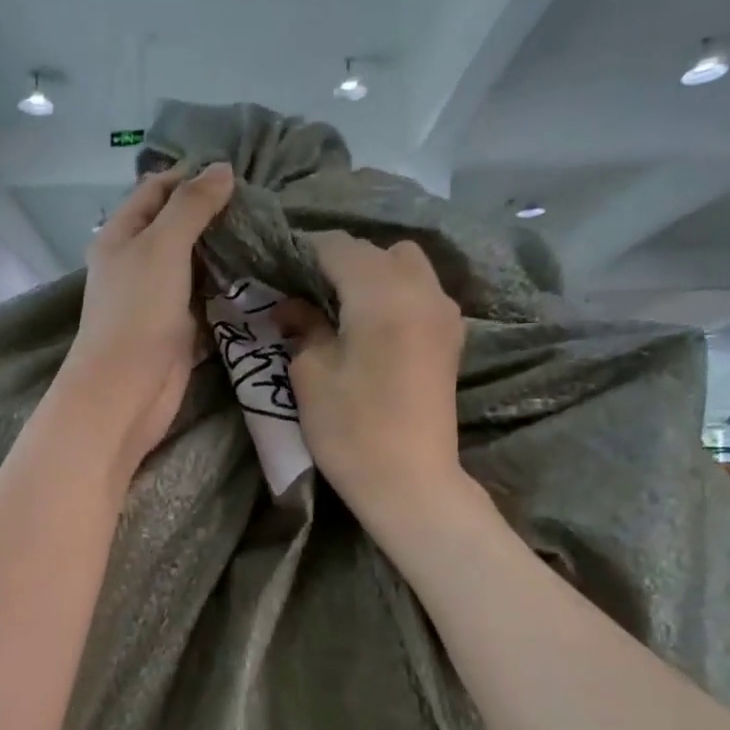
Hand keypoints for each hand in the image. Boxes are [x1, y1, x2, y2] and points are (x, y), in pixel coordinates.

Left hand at [58, 163, 235, 477]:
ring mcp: (157, 299)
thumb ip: (191, 206)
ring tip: (268, 232)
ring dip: (225, 253)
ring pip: (195, 266)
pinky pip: (205, 301)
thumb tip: (222, 168)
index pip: (155, 190)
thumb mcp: (162, 245)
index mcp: (121, 236)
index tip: (236, 170)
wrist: (127, 390)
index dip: (190, 175)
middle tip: (262, 203)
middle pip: (177, 227)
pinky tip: (260, 276)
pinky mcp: (177, 330)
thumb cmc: (138, 311)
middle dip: (214, 214)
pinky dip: (227, 290)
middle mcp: (137, 264)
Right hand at [274, 233, 470, 530]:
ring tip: (342, 309)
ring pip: (407, 267)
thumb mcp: (311, 375)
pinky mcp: (450, 338)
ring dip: (373, 276)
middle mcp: (421, 290)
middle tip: (310, 294)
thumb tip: (292, 306)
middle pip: (378, 251)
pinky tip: (372, 326)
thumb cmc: (351, 430)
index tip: (279, 271)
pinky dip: (395, 295)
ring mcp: (443, 313)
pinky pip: (422, 293)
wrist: (410, 482)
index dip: (304, 252)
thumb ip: (303, 327)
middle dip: (342, 262)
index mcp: (381, 294)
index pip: (338, 247)